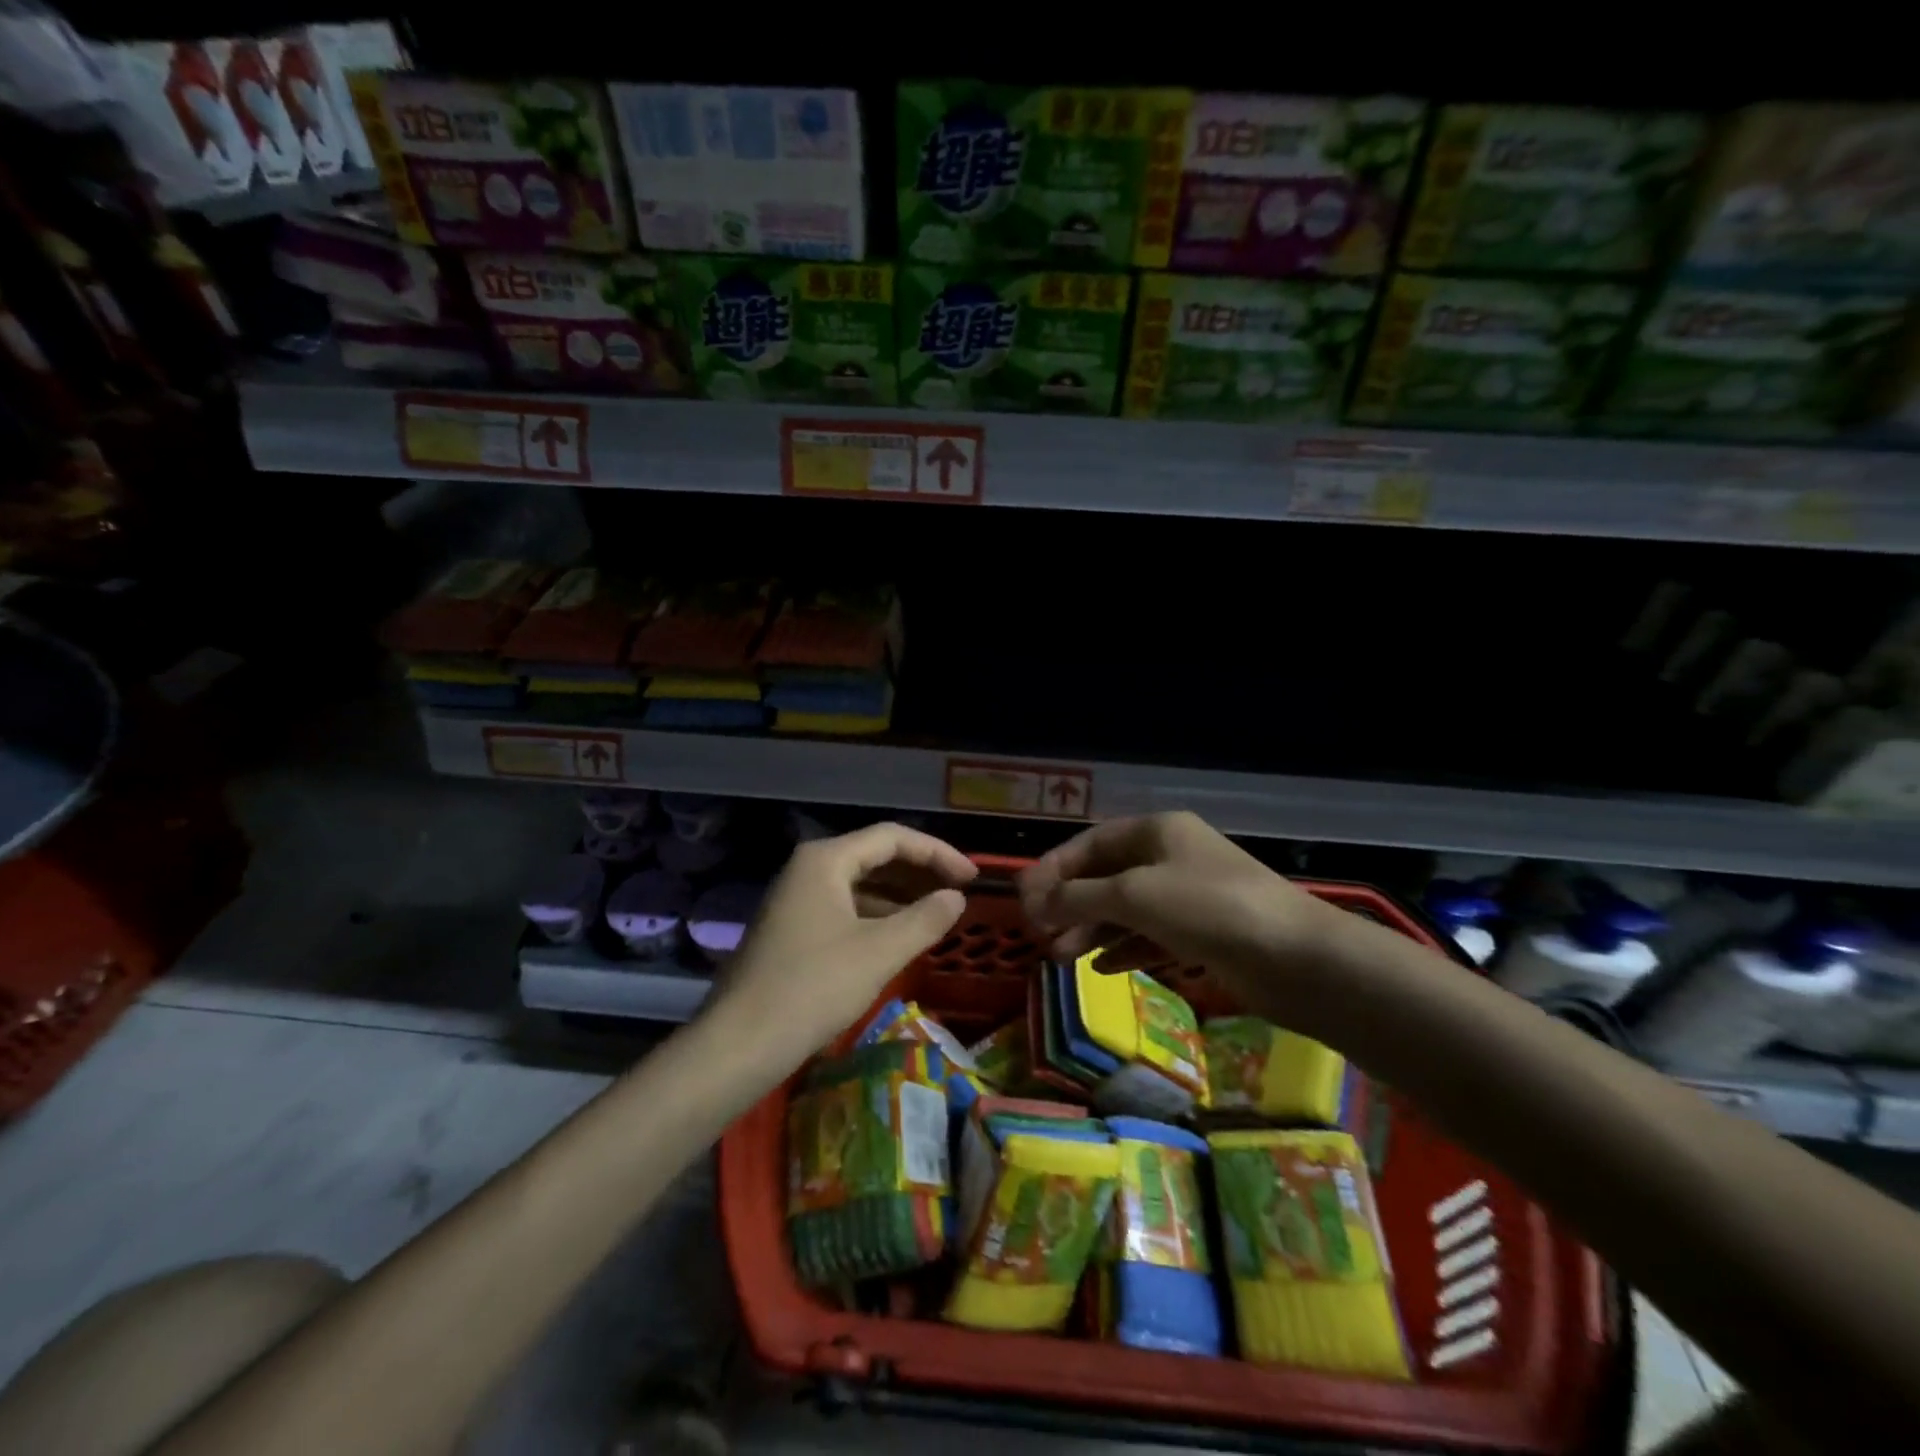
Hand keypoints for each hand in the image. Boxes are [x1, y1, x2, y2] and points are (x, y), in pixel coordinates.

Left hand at [710, 822, 976, 1062]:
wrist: (739, 1044)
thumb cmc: (813, 988)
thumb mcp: (879, 952)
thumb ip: (925, 919)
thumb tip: (956, 898)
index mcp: (825, 860)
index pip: (893, 838)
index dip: (938, 853)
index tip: (972, 877)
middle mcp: (808, 869)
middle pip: (875, 856)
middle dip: (920, 872)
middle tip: (960, 893)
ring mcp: (796, 899)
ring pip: (860, 884)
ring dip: (901, 895)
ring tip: (938, 913)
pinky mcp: (792, 928)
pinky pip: (845, 908)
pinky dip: (877, 915)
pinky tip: (900, 935)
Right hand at [1018, 812, 1329, 975]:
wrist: (1297, 959)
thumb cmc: (1208, 909)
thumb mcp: (1134, 895)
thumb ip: (1079, 897)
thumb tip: (1035, 902)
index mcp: (1156, 831)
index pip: (1089, 843)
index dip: (1053, 870)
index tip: (1023, 901)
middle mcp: (1171, 856)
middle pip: (1106, 876)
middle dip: (1070, 905)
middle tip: (1039, 935)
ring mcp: (1189, 896)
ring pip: (1126, 909)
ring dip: (1091, 930)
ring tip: (1060, 957)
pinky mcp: (1204, 933)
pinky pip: (1151, 936)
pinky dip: (1124, 949)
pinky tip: (1101, 969)